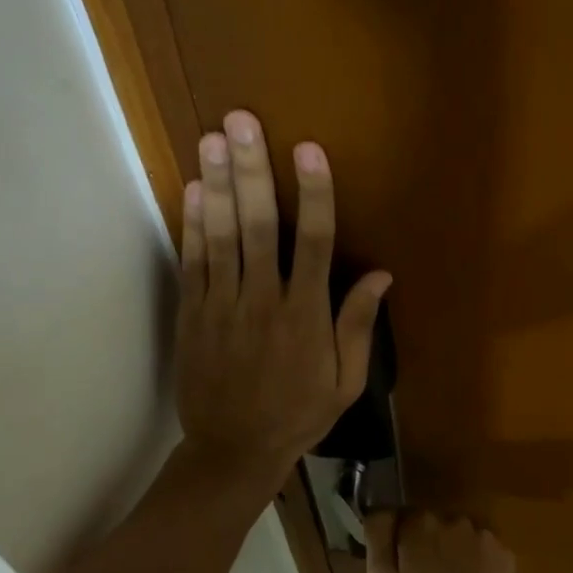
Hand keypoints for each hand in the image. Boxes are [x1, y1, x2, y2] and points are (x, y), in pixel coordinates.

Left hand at [177, 109, 390, 497]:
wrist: (233, 451)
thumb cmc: (298, 415)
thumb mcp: (345, 381)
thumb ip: (358, 326)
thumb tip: (380, 275)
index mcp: (306, 316)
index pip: (314, 243)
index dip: (313, 193)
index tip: (308, 149)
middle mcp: (264, 301)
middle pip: (259, 226)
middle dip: (252, 170)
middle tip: (242, 122)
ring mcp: (223, 307)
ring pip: (220, 237)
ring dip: (216, 185)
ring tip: (212, 138)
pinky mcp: (193, 316)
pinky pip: (192, 263)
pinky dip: (191, 225)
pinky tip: (192, 189)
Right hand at [365, 511, 515, 572]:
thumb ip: (378, 535)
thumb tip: (380, 509)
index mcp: (421, 522)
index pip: (403, 518)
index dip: (400, 541)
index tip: (401, 566)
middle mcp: (455, 519)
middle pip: (433, 525)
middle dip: (427, 544)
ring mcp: (484, 536)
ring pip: (459, 536)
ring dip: (453, 551)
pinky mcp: (505, 555)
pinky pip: (483, 551)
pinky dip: (477, 563)